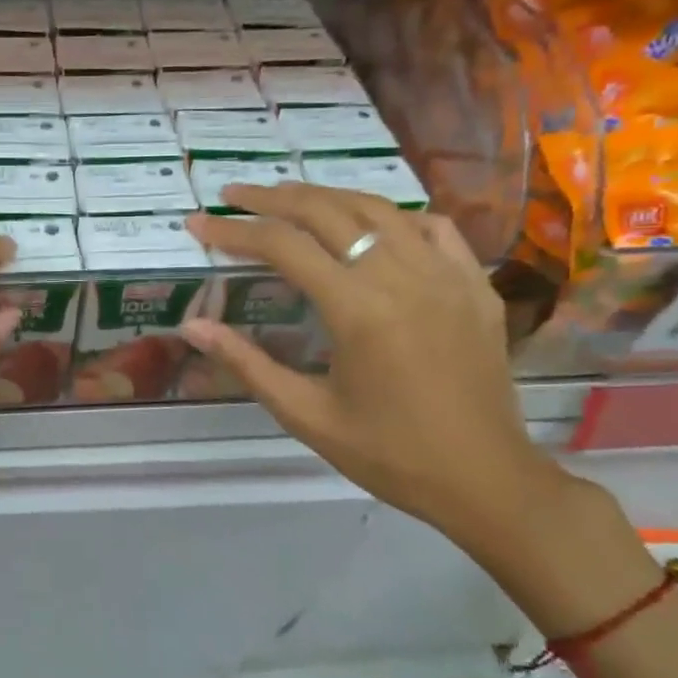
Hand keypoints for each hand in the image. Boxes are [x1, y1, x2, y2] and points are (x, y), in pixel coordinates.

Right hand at [183, 184, 578, 560]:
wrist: (486, 481)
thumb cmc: (388, 454)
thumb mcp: (305, 414)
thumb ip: (246, 363)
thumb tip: (191, 326)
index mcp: (358, 309)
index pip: (282, 246)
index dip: (233, 231)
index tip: (197, 224)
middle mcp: (402, 275)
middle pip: (326, 211)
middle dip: (271, 199)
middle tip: (232, 196)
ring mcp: (446, 274)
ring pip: (377, 208)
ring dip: (324, 197)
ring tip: (287, 198)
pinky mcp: (475, 284)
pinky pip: (431, 227)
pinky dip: (391, 216)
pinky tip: (371, 226)